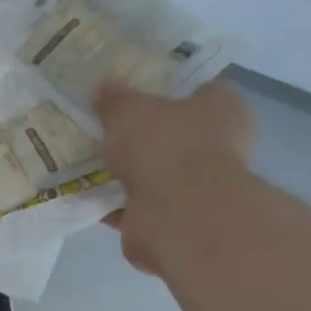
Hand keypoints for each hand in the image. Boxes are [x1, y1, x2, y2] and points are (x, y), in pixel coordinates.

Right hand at [94, 81, 255, 276]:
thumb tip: (106, 91)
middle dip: (142, 136)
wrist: (177, 216)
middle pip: (175, 135)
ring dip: (126, 172)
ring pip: (156, 173)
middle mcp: (219, 148)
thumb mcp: (128, 110)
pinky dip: (115, 204)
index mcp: (223, 110)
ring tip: (89, 161)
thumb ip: (115, 99)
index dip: (166, 89)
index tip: (134, 92)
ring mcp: (199, 189)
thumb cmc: (164, 146)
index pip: (200, 90)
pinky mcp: (176, 221)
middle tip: (105, 128)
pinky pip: (139, 206)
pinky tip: (87, 195)